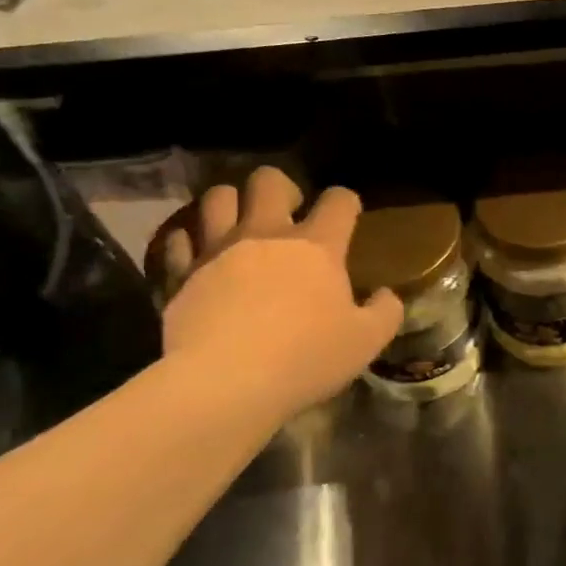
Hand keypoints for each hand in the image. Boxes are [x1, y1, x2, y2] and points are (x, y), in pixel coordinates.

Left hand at [147, 168, 401, 413]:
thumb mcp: (366, 342)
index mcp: (317, 246)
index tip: (348, 218)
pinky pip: (179, 240)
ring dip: (231, 203)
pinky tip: (197, 253)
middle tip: (288, 213)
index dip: (346, 203)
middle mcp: (267, 235)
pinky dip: (188, 241)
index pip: (339, 200)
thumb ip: (385, 312)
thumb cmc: (305, 359)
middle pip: (268, 181)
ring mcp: (219, 250)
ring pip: (218, 198)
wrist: (225, 384)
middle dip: (281, 188)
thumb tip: (386, 295)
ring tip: (239, 224)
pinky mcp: (182, 274)